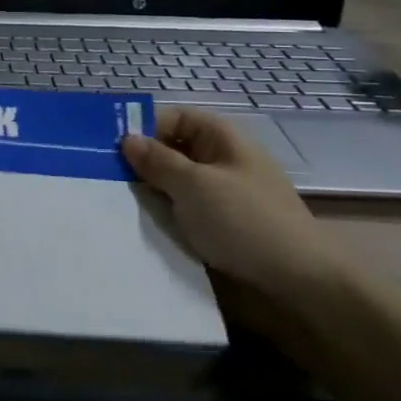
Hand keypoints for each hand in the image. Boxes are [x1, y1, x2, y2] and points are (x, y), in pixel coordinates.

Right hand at [122, 108, 349, 348]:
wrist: (300, 284)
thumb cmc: (245, 222)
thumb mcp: (195, 185)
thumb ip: (157, 160)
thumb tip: (127, 139)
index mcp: (221, 139)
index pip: (172, 117)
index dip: (142, 127)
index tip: (108, 147)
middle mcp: (220, 161)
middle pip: (170, 150)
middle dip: (139, 162)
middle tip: (100, 175)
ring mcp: (220, 195)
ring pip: (172, 184)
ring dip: (148, 192)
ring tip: (111, 201)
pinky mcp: (218, 226)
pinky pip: (181, 211)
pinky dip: (162, 215)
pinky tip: (137, 224)